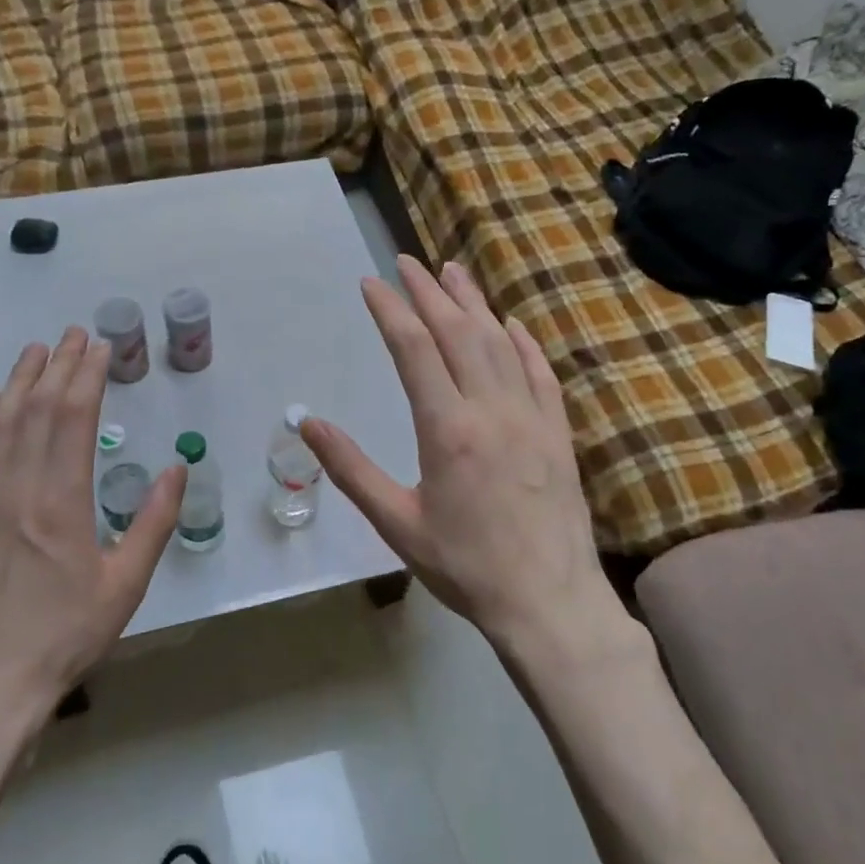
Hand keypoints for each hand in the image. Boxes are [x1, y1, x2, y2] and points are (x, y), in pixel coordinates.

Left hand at [0, 328, 186, 710]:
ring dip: (20, 380)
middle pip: (37, 410)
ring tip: (38, 350)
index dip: (87, 377)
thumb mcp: (126, 584)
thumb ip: (154, 522)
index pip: (73, 420)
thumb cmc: (66, 634)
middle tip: (75, 334)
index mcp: (62, 502)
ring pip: (0, 424)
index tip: (101, 348)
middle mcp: (18, 489)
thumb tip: (176, 469)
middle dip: (59, 365)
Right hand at [303, 257, 610, 649]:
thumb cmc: (465, 566)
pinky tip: (510, 324)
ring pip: (500, 343)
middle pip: (457, 332)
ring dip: (474, 303)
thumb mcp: (397, 524)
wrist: (549, 602)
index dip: (390, 309)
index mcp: (447, 429)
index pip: (413, 349)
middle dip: (428, 292)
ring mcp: (531, 417)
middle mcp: (491, 409)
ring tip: (453, 272)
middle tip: (407, 261)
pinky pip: (541, 373)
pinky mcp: (557, 432)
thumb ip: (351, 470)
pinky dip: (523, 342)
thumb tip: (307, 424)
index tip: (371, 283)